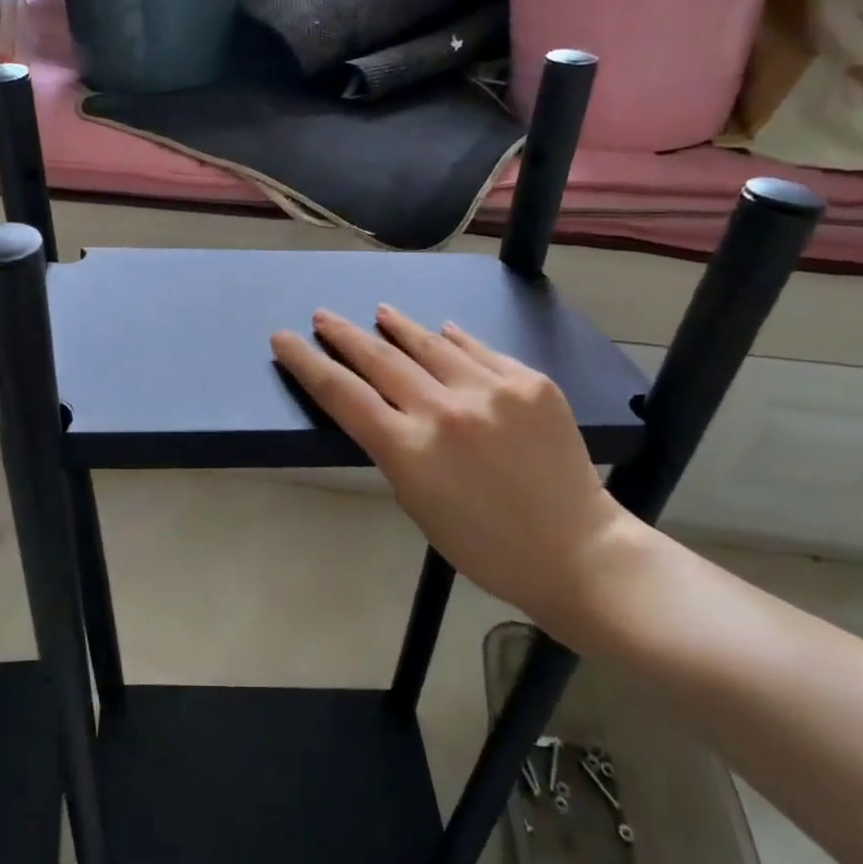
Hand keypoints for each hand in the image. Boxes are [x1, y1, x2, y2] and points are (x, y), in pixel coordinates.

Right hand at [271, 305, 643, 643]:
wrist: (578, 551)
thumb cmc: (485, 546)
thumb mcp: (418, 504)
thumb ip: (396, 447)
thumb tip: (388, 402)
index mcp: (409, 451)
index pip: (342, 394)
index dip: (307, 362)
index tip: (284, 339)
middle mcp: (445, 412)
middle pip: (379, 359)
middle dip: (344, 335)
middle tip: (323, 316)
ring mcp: (491, 392)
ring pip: (429, 344)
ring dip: (398, 327)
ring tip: (380, 312)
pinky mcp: (529, 383)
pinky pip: (480, 352)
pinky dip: (454, 341)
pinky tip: (442, 331)